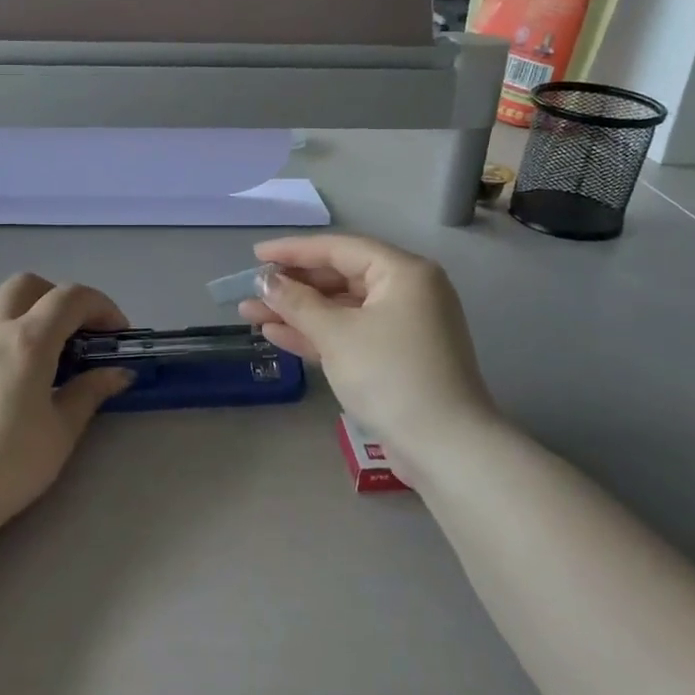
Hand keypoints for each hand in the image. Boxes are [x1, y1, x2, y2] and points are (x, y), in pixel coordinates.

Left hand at [0, 273, 133, 539]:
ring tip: (40, 323)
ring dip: (25, 298)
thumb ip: (90, 391)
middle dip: (62, 298)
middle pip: (31, 286)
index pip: (72, 299)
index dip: (101, 307)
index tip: (116, 334)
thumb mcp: (62, 430)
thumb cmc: (11, 464)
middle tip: (80, 332)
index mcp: (30, 341)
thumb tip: (119, 372)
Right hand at [237, 234, 494, 462]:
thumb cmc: (390, 375)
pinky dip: (317, 333)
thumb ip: (297, 303)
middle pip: (340, 277)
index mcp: (403, 272)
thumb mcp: (337, 334)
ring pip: (341, 308)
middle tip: (251, 288)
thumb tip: (265, 280)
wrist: (444, 446)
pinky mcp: (395, 357)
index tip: (255, 254)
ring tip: (250, 312)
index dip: (293, 250)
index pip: (340, 248)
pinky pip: (350, 333)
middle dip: (293, 285)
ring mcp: (402, 326)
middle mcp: (407, 291)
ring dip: (298, 311)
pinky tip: (276, 334)